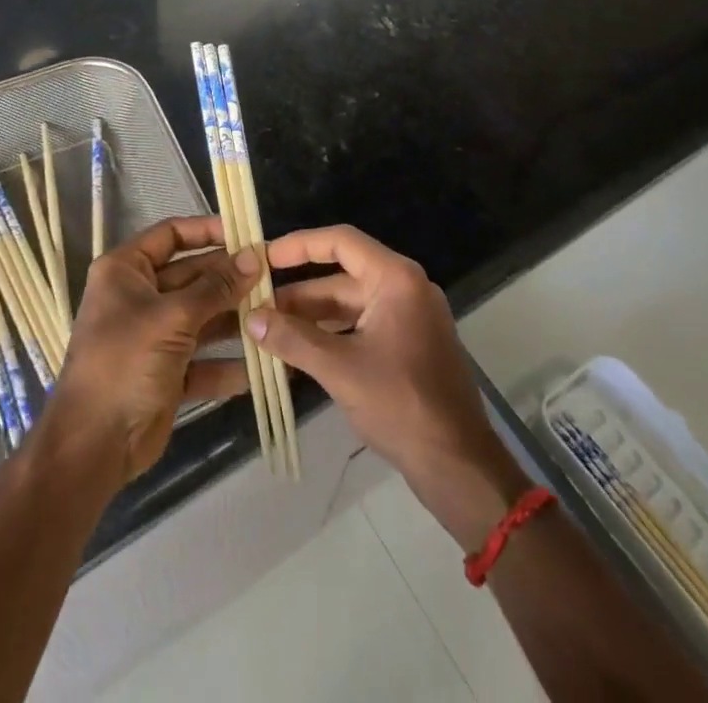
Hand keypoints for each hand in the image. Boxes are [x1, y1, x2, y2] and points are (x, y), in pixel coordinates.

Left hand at [41, 216, 253, 489]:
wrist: (93, 445)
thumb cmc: (126, 362)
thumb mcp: (173, 318)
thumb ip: (216, 287)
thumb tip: (255, 255)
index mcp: (126, 270)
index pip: (171, 234)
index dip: (208, 231)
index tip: (246, 234)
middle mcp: (139, 296)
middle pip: (192, 276)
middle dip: (230, 278)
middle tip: (273, 276)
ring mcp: (153, 336)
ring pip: (201, 317)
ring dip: (234, 318)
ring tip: (274, 314)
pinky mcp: (166, 373)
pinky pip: (202, 360)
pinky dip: (227, 364)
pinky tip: (263, 364)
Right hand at [247, 226, 527, 548]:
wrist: (458, 466)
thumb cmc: (401, 405)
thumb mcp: (339, 369)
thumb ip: (292, 339)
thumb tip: (249, 319)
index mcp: (396, 279)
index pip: (340, 241)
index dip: (298, 245)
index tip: (263, 257)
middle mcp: (405, 288)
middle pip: (342, 275)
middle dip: (298, 292)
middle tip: (255, 304)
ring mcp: (409, 317)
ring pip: (350, 304)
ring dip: (311, 317)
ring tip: (268, 331)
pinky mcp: (409, 345)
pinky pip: (362, 326)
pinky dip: (331, 335)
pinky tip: (298, 352)